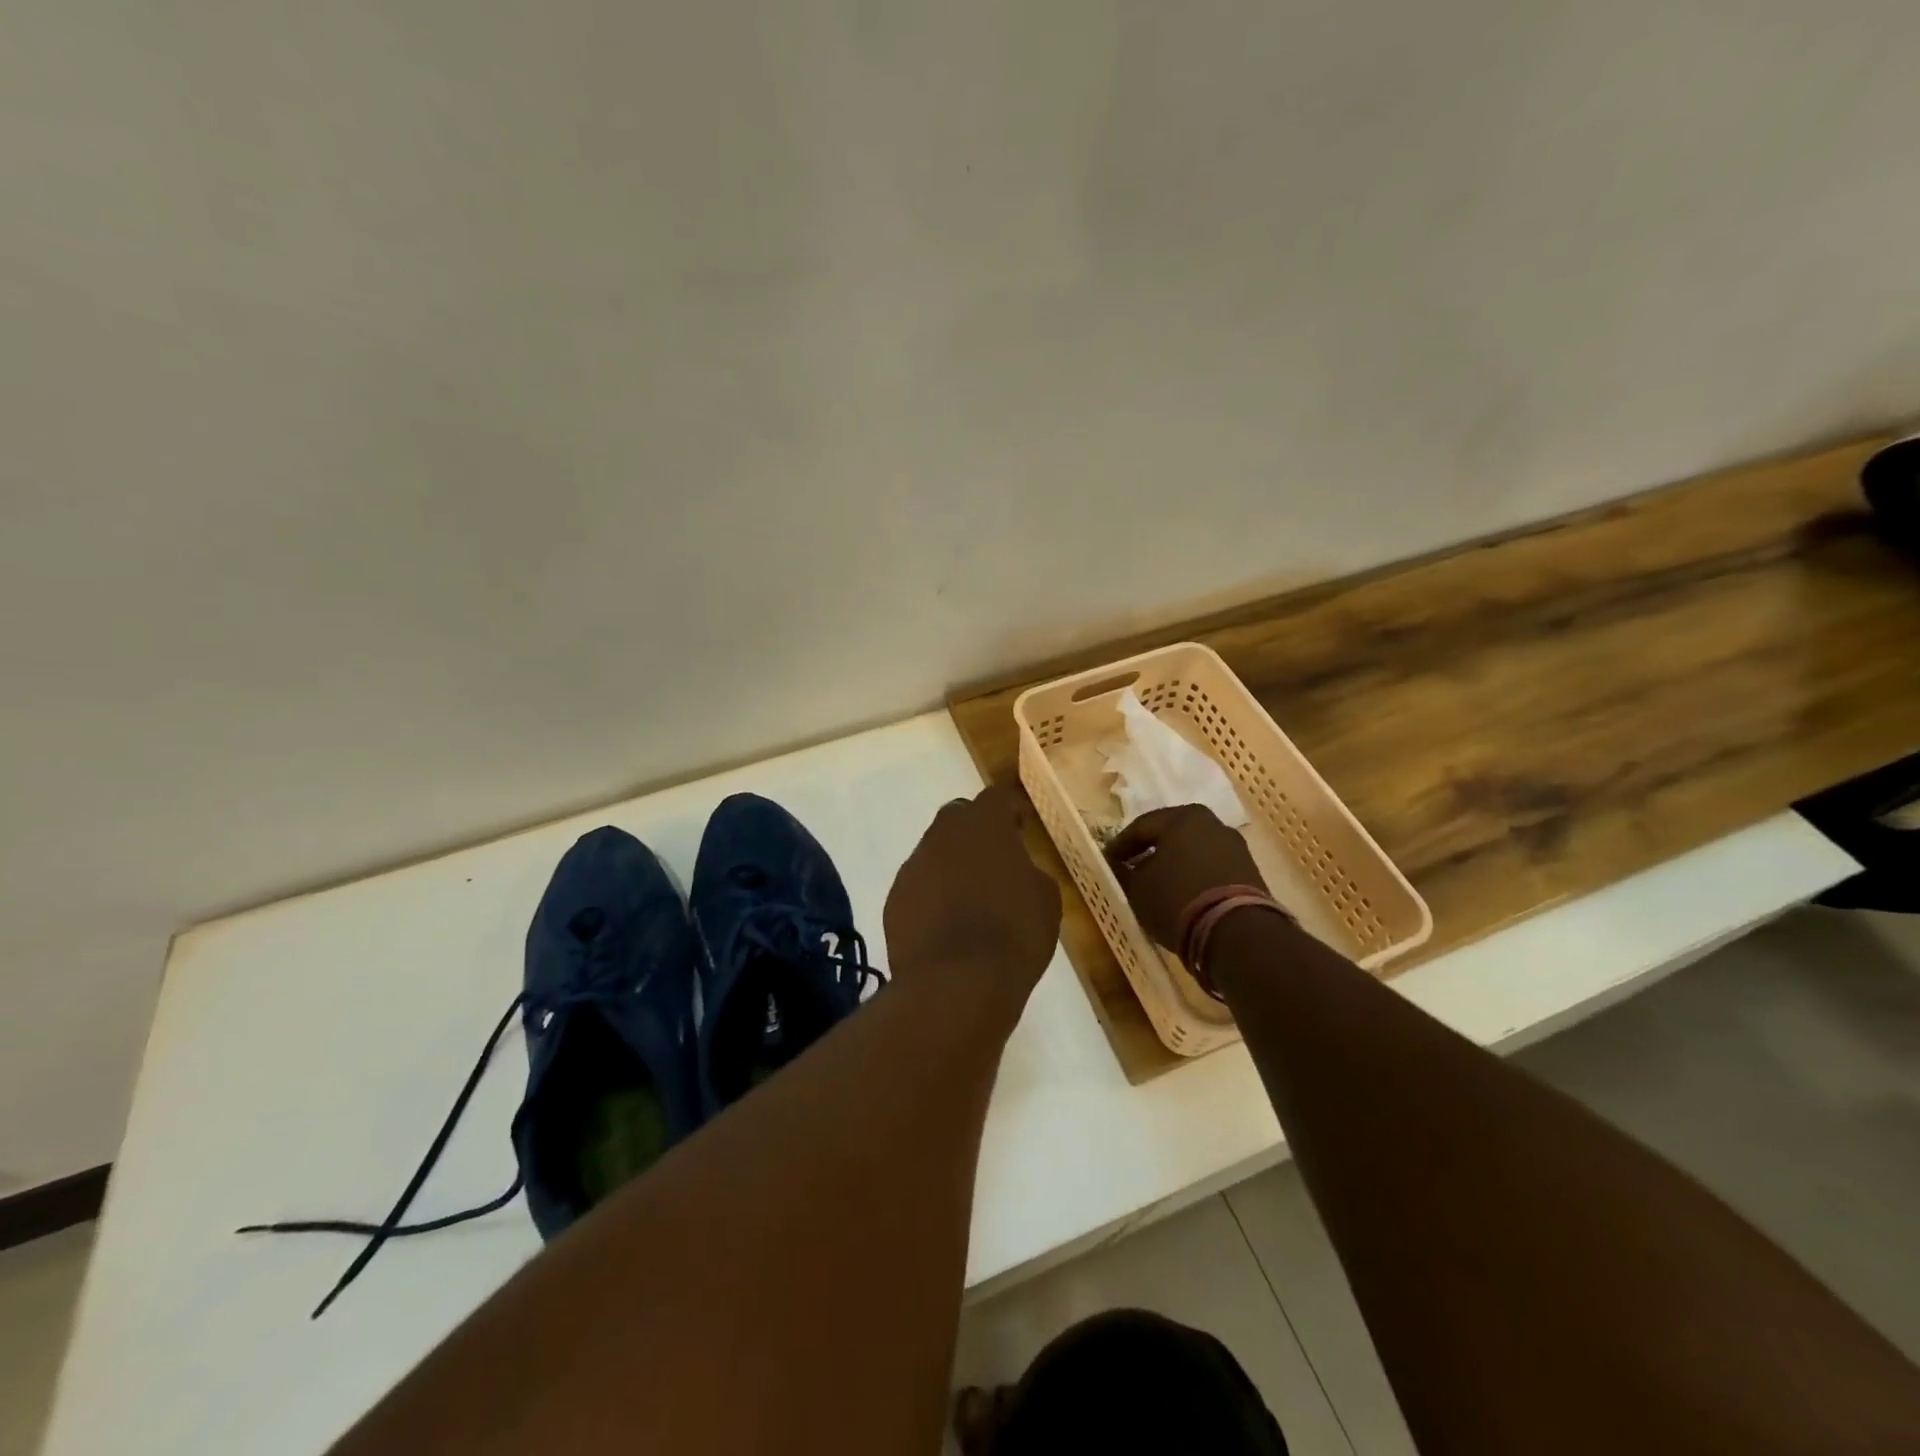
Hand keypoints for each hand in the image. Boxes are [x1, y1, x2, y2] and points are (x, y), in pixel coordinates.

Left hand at [884, 786, 1061, 997]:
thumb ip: (1029, 871)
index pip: (996, 797)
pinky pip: (918, 885)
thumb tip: (1017, 870)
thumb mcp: (1045, 899)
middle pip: (958, 817)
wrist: (956, 983)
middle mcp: (943, 834)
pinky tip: (947, 924)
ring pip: (934, 852)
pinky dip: (932, 895)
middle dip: (975, 831)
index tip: (1020, 826)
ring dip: (951, 865)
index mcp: (985, 824)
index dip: (1009, 809)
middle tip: (995, 859)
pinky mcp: (895, 898)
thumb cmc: (1013, 934)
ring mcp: (914, 866)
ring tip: (970, 898)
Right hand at [1106, 805, 1265, 950]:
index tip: (1108, 862)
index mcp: (1183, 817)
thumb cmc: (1177, 898)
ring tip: (1157, 886)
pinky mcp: (1250, 872)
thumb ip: (1125, 872)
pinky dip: (1194, 877)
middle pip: (1171, 835)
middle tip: (1131, 869)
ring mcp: (1235, 847)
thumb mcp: (1138, 888)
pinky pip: (1211, 868)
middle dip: (1150, 852)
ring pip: (1193, 851)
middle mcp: (1212, 823)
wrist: (1237, 932)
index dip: (1120, 845)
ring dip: (1174, 865)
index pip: (1141, 826)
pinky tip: (1183, 896)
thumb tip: (1120, 866)